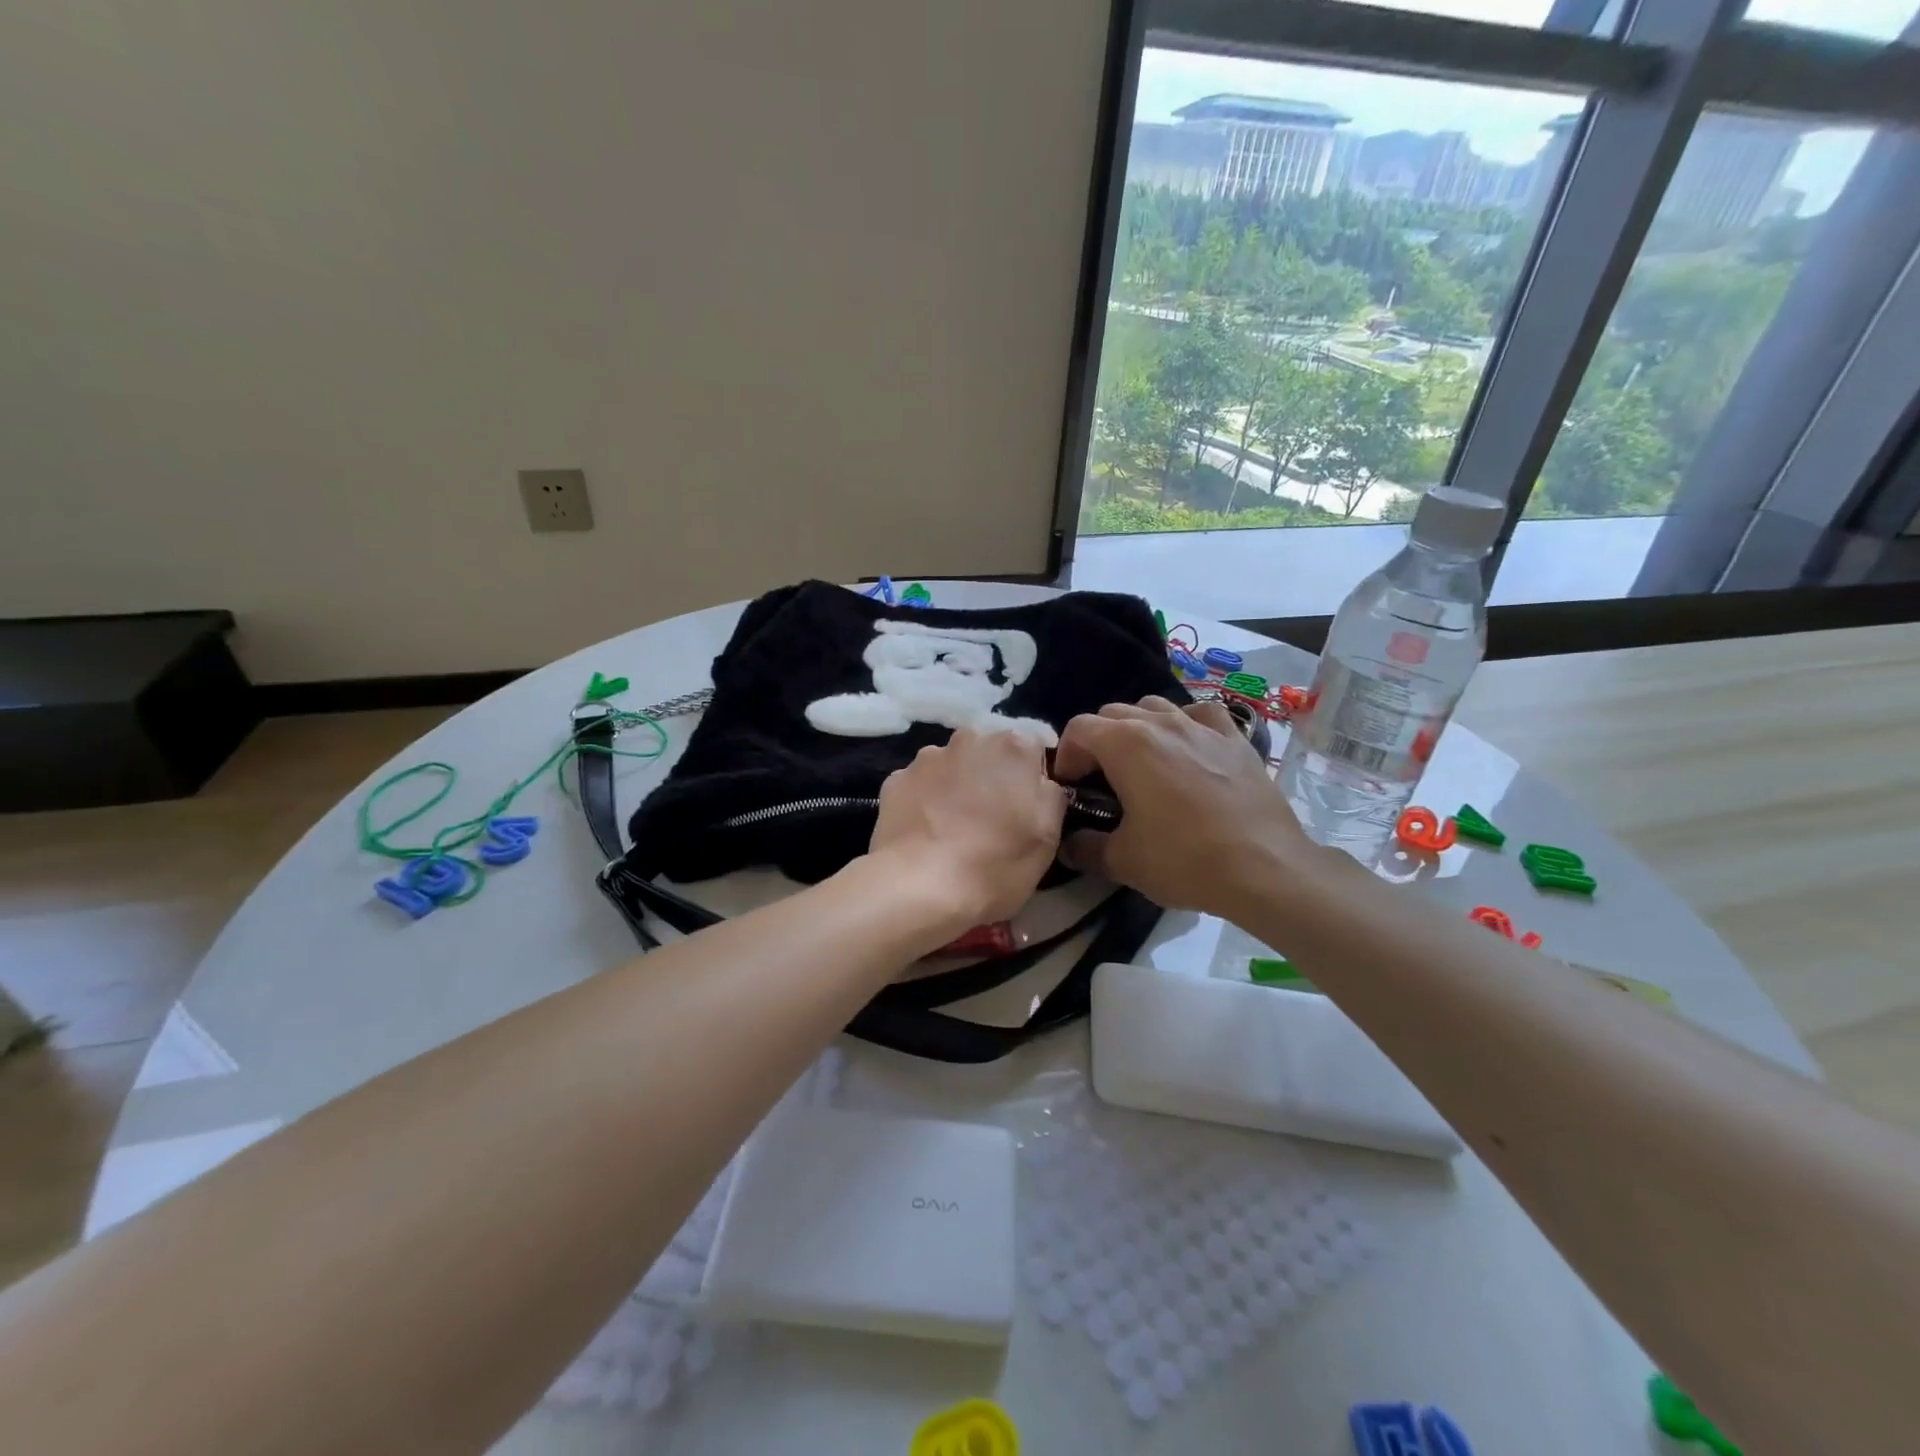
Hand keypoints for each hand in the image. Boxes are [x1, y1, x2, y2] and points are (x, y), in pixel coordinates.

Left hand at [867, 729, 1067, 939]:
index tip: (1026, 809)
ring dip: (957, 786)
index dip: (1031, 778)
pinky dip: (925, 800)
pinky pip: (921, 784)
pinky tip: (925, 832)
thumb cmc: (995, 864)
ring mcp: (928, 757)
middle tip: (991, 819)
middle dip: (992, 776)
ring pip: (953, 766)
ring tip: (953, 828)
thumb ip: (1051, 795)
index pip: (1033, 748)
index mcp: (1014, 747)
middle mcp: (970, 738)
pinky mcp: (896, 778)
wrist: (919, 887)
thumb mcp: (1048, 837)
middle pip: (990, 752)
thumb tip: (1040, 781)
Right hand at [1053, 696, 1323, 917]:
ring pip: (1154, 706)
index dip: (1066, 755)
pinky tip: (1189, 748)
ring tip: (1142, 764)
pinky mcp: (1234, 738)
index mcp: (1125, 744)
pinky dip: (1185, 724)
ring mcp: (1201, 726)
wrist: (1265, 868)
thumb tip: (1069, 844)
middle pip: (1113, 713)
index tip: (1071, 787)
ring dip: (1137, 728)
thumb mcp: (1122, 861)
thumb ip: (1085, 848)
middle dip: (1098, 742)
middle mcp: (1160, 723)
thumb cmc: (1184, 859)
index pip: (1079, 728)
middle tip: (1101, 781)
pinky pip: (1201, 714)